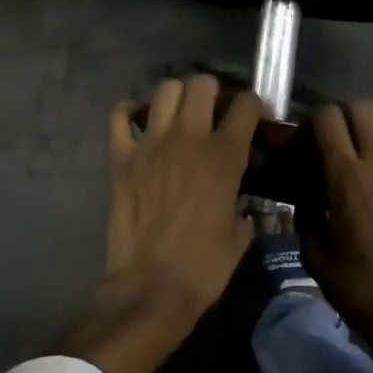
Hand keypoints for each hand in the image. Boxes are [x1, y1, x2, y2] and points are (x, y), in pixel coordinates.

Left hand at [58, 75, 258, 372]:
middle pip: (202, 84)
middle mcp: (188, 139)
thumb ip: (243, 205)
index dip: (252, 106)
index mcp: (225, 157)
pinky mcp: (120, 157)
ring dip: (176, 97)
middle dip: (213, 91)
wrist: (151, 288)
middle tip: (213, 111)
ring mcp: (150, 144)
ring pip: (165, 90)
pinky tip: (139, 124)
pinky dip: (129, 113)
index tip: (251, 117)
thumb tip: (240, 199)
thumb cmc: (204, 267)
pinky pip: (119, 116)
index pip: (246, 105)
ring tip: (179, 116)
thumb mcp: (240, 235)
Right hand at [303, 102, 372, 372]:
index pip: (328, 118)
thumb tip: (304, 196)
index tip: (305, 145)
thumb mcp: (315, 257)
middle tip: (333, 144)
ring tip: (363, 148)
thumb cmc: (361, 289)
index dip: (311, 124)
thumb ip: (305, 216)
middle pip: (361, 108)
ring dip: (372, 124)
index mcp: (347, 178)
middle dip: (341, 118)